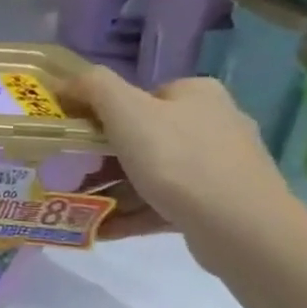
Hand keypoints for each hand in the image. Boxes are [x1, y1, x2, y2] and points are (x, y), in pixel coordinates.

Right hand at [63, 67, 302, 270]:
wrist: (240, 226)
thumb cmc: (177, 160)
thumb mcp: (126, 111)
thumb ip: (94, 86)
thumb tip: (66, 81)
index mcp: (197, 95)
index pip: (140, 96)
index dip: (102, 114)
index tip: (75, 138)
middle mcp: (214, 123)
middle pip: (143, 136)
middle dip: (103, 158)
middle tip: (72, 174)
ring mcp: (220, 165)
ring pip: (152, 173)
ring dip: (112, 189)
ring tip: (80, 205)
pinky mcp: (219, 203)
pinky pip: (164, 203)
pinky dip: (131, 213)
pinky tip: (102, 227)